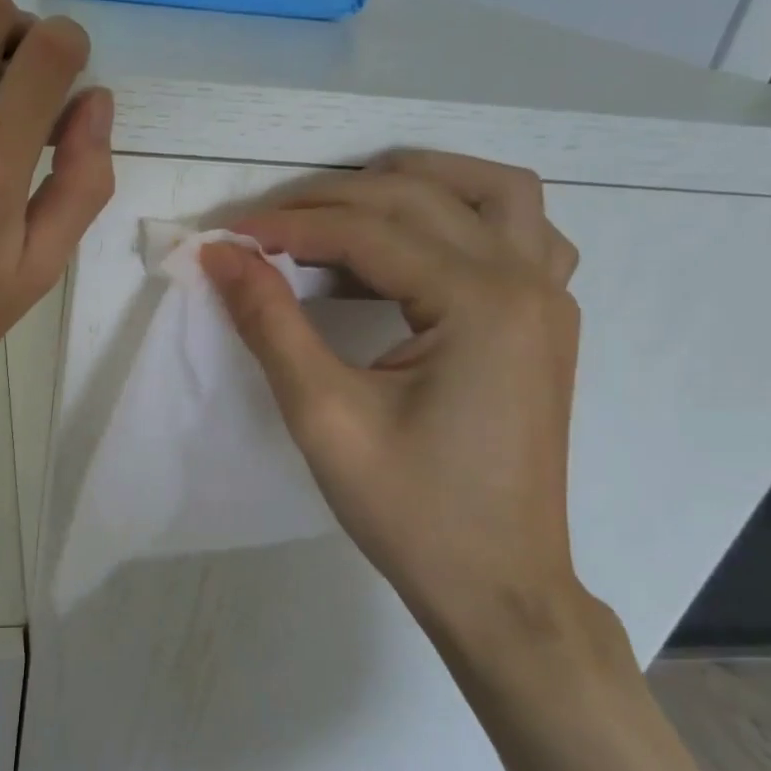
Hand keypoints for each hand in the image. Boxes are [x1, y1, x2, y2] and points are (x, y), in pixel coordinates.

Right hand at [199, 152, 588, 650]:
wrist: (498, 587)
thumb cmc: (411, 511)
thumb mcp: (323, 416)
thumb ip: (270, 322)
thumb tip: (220, 255)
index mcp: (481, 304)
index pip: (369, 232)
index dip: (289, 226)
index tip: (227, 236)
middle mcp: (527, 282)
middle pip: (421, 199)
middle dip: (332, 201)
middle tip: (265, 226)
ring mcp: (550, 300)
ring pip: (494, 193)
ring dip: (417, 183)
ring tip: (345, 204)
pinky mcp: (547, 323)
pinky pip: (522, 234)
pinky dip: (467, 216)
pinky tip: (419, 245)